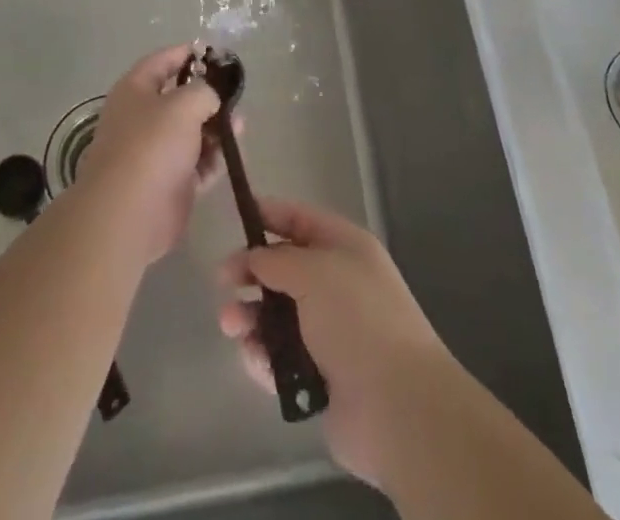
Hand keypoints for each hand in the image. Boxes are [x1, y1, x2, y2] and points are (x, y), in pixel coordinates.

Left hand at [72, 44, 222, 263]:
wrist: (129, 214)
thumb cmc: (152, 145)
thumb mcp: (184, 104)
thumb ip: (204, 91)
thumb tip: (210, 97)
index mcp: (135, 91)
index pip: (162, 61)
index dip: (186, 53)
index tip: (214, 53)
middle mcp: (142, 118)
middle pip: (179, 99)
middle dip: (207, 96)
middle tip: (235, 94)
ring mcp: (155, 153)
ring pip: (191, 132)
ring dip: (215, 128)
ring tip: (240, 125)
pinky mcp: (169, 183)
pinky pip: (197, 163)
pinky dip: (214, 158)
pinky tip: (234, 152)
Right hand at [216, 197, 452, 489]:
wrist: (397, 406)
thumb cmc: (357, 319)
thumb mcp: (313, 271)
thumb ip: (276, 260)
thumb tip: (254, 259)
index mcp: (346, 248)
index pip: (301, 219)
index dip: (269, 214)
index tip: (235, 217)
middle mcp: (338, 285)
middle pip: (285, 269)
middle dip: (252, 273)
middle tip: (222, 281)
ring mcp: (331, 333)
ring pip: (278, 316)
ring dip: (251, 317)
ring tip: (231, 325)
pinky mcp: (321, 377)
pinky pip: (281, 357)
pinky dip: (263, 356)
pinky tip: (253, 358)